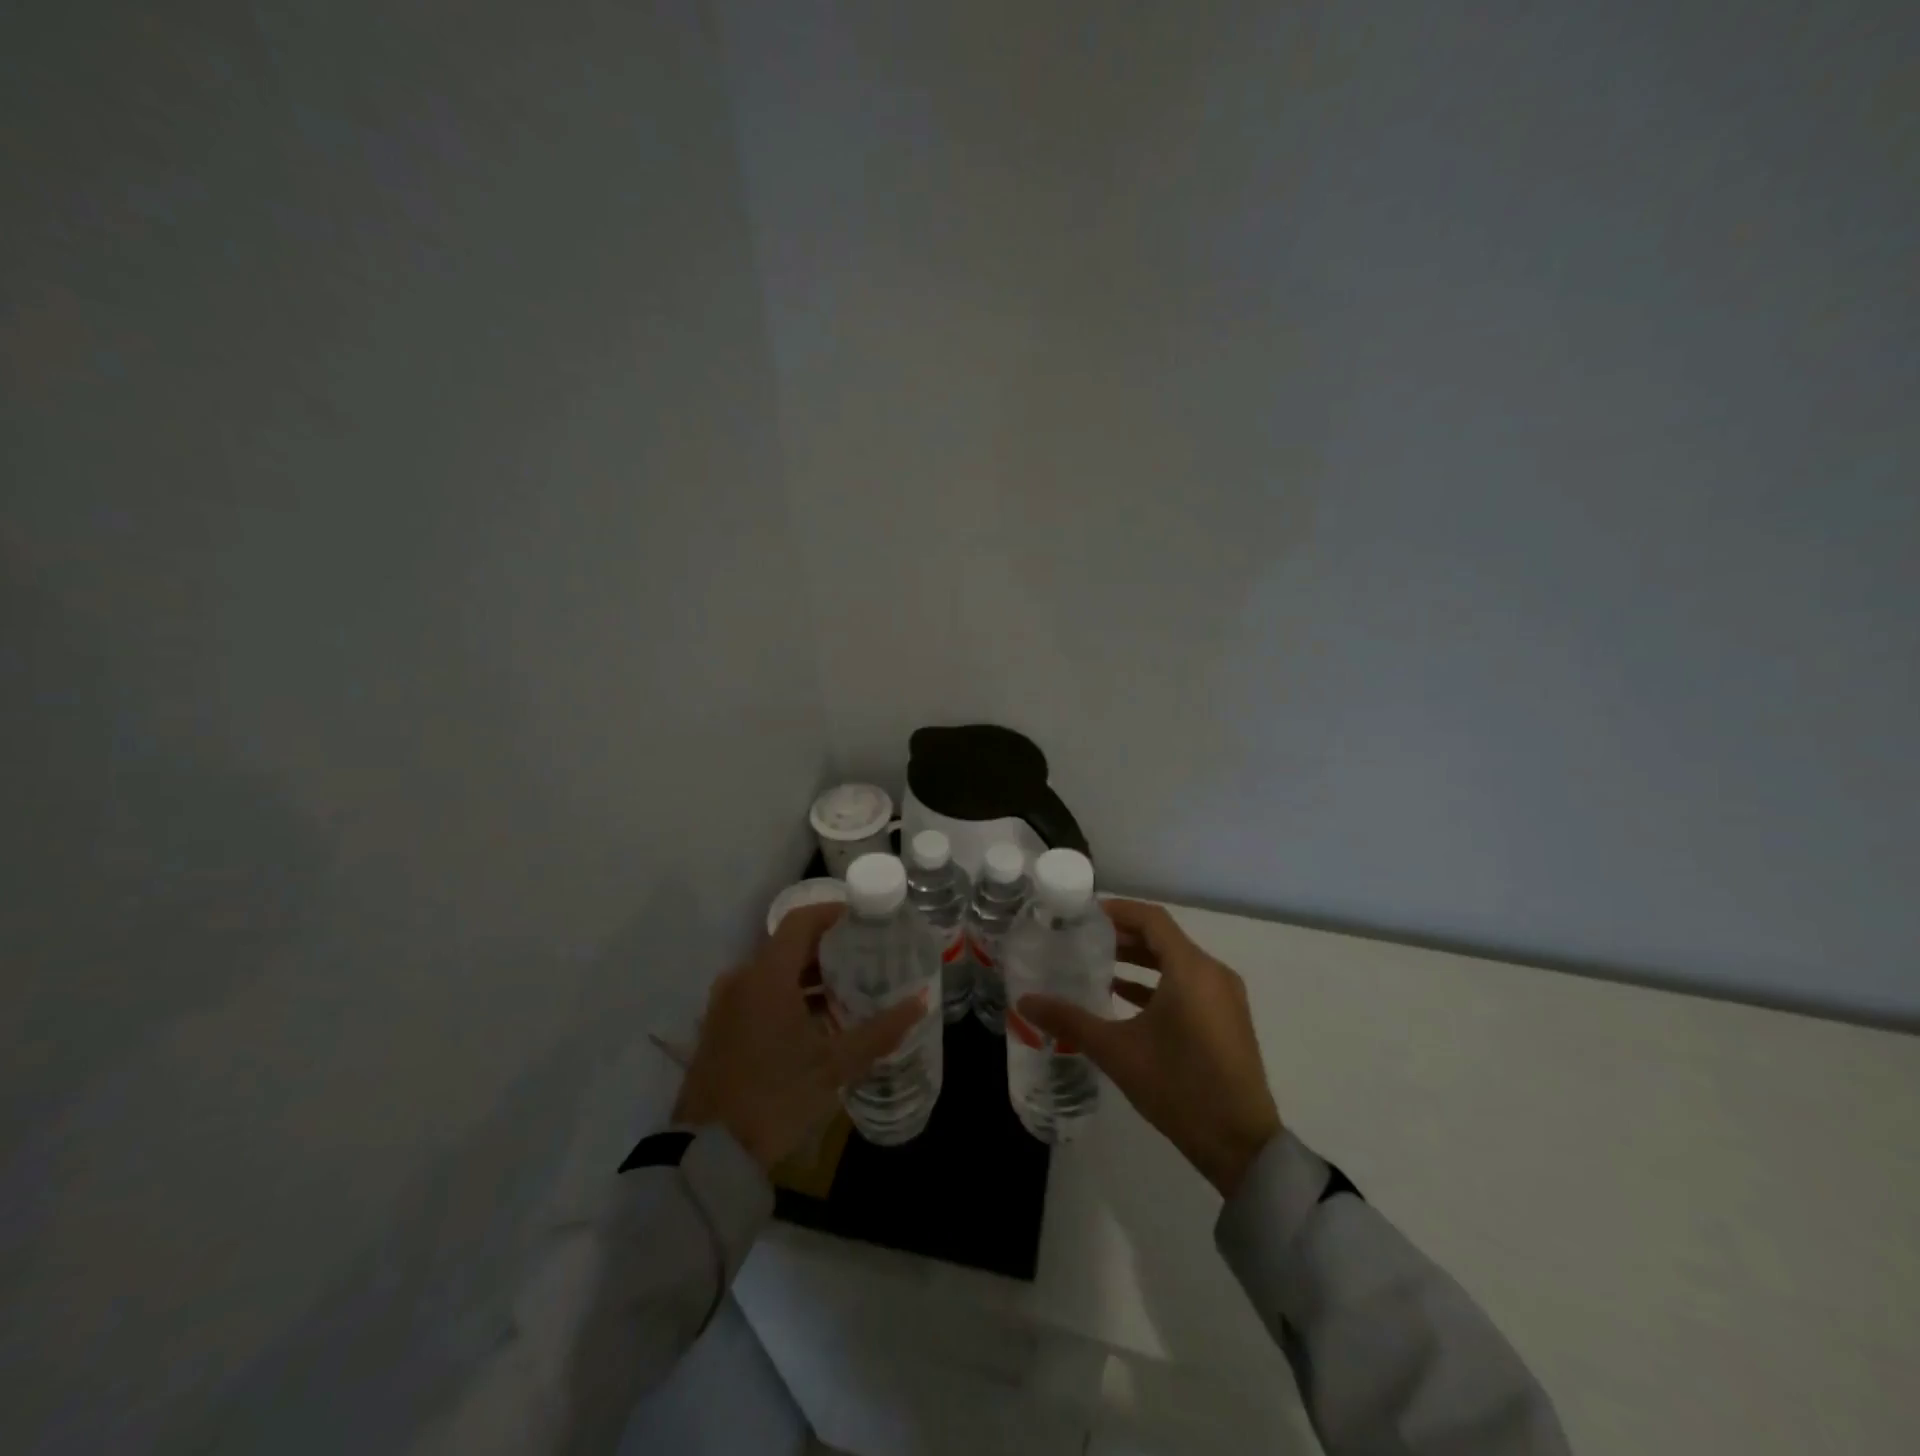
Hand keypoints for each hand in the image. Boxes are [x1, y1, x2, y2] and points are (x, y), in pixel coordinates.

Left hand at [672, 902, 920, 1171]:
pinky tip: (818, 1022)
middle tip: (867, 957)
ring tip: (849, 990)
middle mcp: (742, 978)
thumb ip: (879, 1031)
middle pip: (789, 945)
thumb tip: (920, 1002)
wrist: (708, 1153)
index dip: (834, 913)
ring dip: (810, 975)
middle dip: (829, 948)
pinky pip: (760, 993)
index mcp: (766, 976)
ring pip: (774, 971)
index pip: (801, 921)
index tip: (866, 921)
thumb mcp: (834, 1066)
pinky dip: (789, 995)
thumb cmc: (775, 1097)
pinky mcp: (720, 1027)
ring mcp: (726, 1003)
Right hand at [1018, 899, 1281, 1197]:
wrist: (1241, 1146)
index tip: (1084, 915)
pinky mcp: (1227, 1020)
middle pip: (1163, 938)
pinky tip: (1124, 998)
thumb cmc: (1178, 1086)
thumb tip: (1024, 1001)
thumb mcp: (1117, 1051)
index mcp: (1191, 969)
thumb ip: (1070, 1020)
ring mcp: (1224, 997)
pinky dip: (1158, 983)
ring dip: (1140, 960)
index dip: (1118, 911)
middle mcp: (1213, 973)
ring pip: (1176, 963)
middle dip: (1124, 936)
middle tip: (1083, 939)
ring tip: (1099, 966)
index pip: (1152, 919)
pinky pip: (1189, 985)